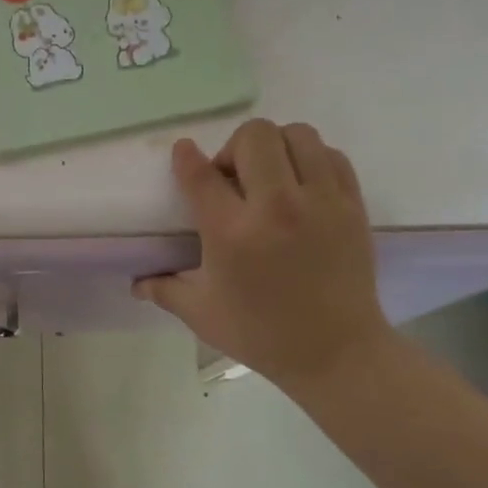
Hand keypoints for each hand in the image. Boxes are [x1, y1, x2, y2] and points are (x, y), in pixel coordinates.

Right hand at [135, 120, 395, 391]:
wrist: (336, 352)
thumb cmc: (261, 333)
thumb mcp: (201, 314)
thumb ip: (164, 290)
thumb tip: (136, 283)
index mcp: (232, 234)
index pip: (202, 175)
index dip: (186, 157)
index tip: (183, 152)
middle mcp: (276, 207)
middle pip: (255, 137)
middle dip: (233, 148)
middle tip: (232, 178)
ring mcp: (321, 202)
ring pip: (297, 135)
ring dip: (275, 147)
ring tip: (268, 176)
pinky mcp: (352, 205)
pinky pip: (331, 156)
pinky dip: (311, 159)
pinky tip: (300, 185)